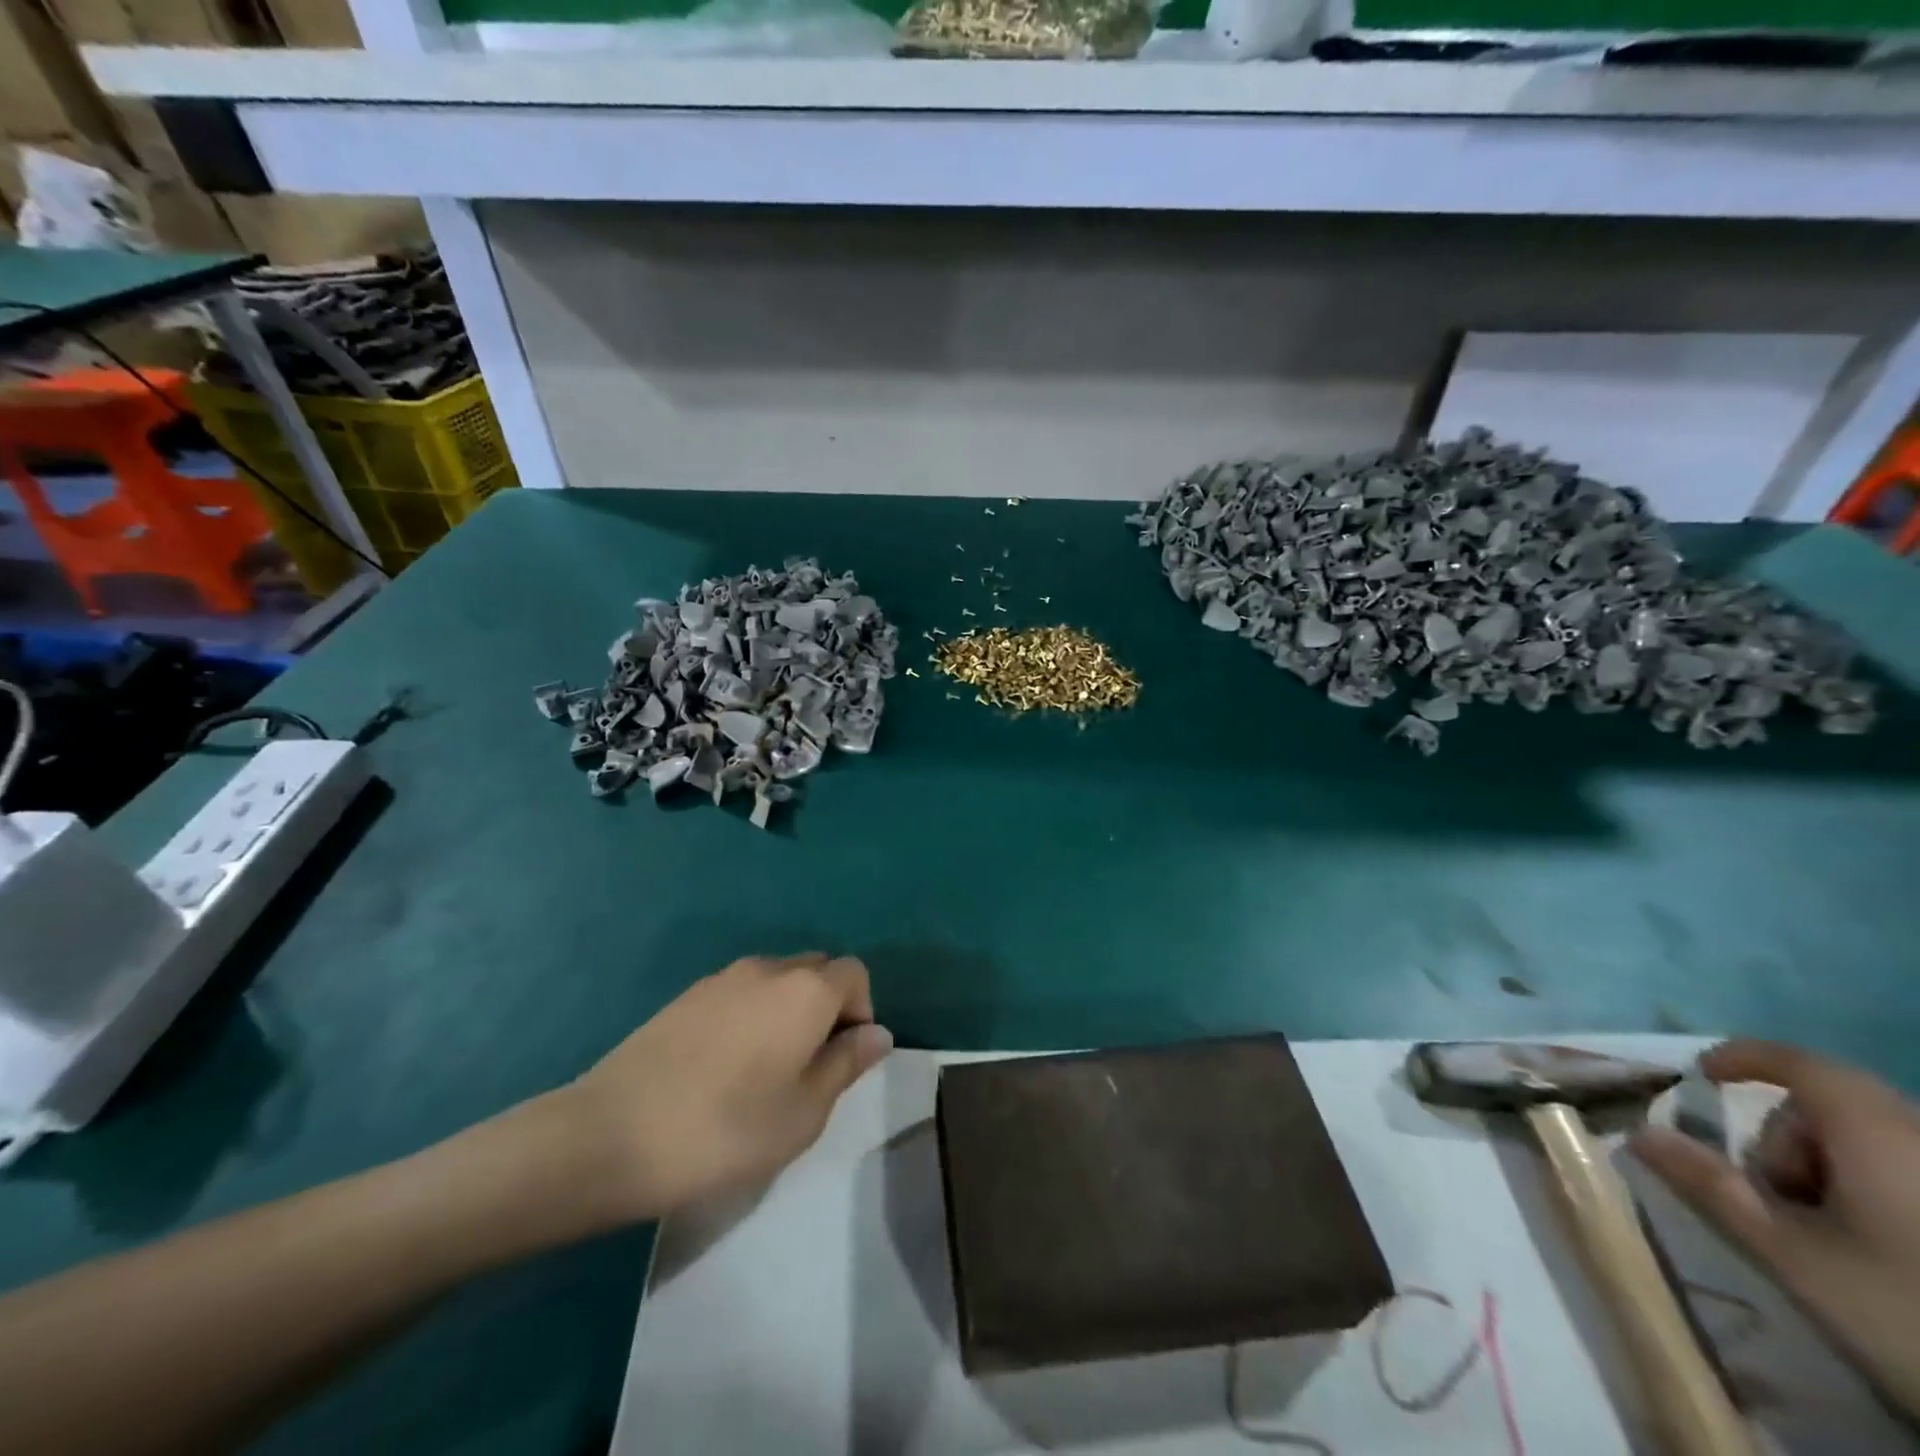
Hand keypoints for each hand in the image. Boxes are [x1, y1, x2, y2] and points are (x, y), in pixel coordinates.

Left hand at [562, 953, 892, 1223]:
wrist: (610, 1135)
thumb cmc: (724, 1131)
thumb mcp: (803, 1114)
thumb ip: (846, 1065)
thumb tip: (877, 1033)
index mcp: (805, 991)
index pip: (855, 974)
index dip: (860, 1012)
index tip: (841, 1061)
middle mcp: (768, 969)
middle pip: (816, 969)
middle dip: (825, 1007)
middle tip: (806, 1067)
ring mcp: (722, 978)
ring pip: (776, 979)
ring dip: (786, 1010)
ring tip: (763, 1070)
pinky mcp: (686, 995)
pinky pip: (739, 991)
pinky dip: (749, 1014)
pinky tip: (722, 1066)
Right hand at [1632, 1039, 1919, 1418]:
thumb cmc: (1907, 1310)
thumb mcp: (1793, 1254)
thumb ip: (1710, 1186)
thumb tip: (1639, 1134)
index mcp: (1874, 1133)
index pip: (1799, 1063)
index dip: (1744, 1058)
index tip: (1702, 1075)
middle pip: (1832, 1108)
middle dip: (1788, 1142)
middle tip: (1778, 1200)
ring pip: (1874, 1142)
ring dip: (1833, 1171)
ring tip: (1834, 1236)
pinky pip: (1910, 1171)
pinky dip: (1880, 1191)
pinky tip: (1886, 1249)